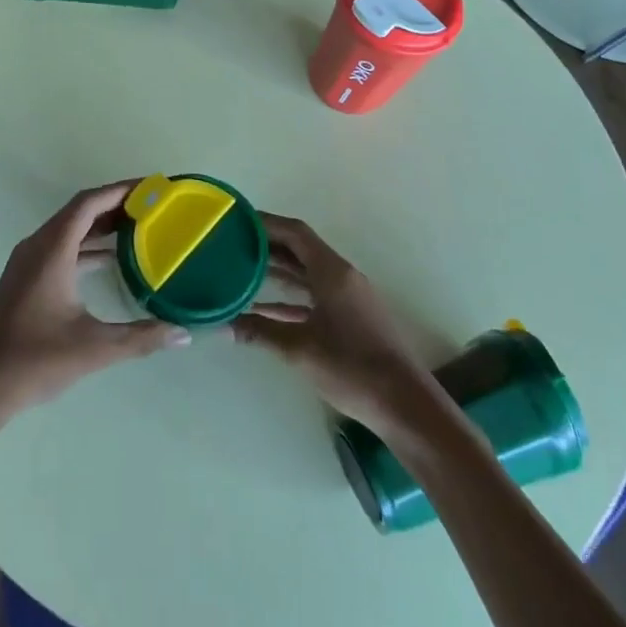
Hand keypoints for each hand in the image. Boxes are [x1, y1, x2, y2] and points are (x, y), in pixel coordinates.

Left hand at [0, 182, 191, 424]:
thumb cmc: (35, 360)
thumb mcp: (94, 348)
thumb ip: (142, 338)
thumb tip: (184, 335)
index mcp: (51, 251)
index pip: (88, 203)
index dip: (121, 190)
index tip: (152, 187)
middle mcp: (37, 247)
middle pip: (80, 211)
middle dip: (116, 205)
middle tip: (154, 206)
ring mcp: (28, 263)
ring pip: (69, 230)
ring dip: (101, 225)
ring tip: (140, 227)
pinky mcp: (25, 279)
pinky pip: (61, 248)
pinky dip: (87, 246)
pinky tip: (111, 260)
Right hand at [234, 214, 439, 432]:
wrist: (403, 405)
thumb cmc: (352, 367)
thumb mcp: (299, 349)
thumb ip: (259, 332)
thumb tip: (222, 325)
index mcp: (332, 272)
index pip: (295, 233)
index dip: (266, 223)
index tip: (238, 221)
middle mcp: (341, 277)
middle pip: (300, 250)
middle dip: (267, 246)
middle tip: (232, 244)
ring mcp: (347, 298)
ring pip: (306, 274)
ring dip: (276, 271)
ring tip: (241, 270)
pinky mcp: (349, 319)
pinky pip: (313, 297)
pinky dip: (288, 299)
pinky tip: (261, 310)